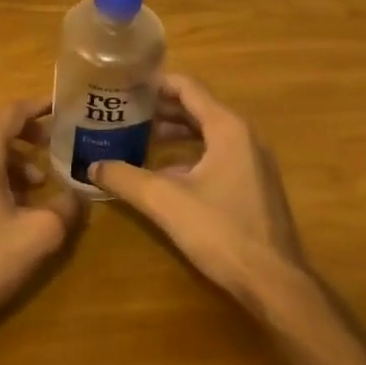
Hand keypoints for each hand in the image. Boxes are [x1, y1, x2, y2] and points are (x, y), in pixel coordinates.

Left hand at [0, 98, 84, 336]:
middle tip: (52, 142)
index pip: (10, 112)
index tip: (60, 106)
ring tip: (35, 182)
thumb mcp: (39, 235)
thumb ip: (65, 208)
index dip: (37, 107)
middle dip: (24, 132)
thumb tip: (78, 196)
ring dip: (8, 157)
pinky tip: (6, 202)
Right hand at [90, 74, 313, 309]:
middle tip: (124, 110)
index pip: (188, 87)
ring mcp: (252, 161)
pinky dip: (189, 154)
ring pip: (207, 133)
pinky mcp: (253, 184)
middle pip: (197, 108)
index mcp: (228, 128)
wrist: (273, 281)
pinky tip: (162, 172)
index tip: (126, 84)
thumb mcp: (165, 201)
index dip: (156, 82)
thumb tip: (92, 166)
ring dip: (174, 132)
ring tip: (138, 136)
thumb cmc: (221, 231)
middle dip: (160, 108)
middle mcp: (244, 136)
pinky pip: (216, 154)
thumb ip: (125, 178)